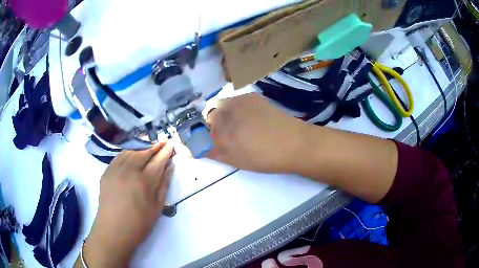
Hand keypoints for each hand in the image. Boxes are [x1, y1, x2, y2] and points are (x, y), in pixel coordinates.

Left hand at [83, 141, 173, 266]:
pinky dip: (127, 154)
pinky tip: (131, 156)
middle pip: (143, 153)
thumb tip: (169, 168)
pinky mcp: (106, 172)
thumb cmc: (139, 223)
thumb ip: (163, 185)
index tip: (171, 144)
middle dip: (154, 147)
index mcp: (144, 182)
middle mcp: (129, 171)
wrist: (113, 230)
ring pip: (130, 152)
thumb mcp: (157, 208)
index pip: (157, 161)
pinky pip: (118, 157)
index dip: (165, 152)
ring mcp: (115, 170)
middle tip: (162, 142)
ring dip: (141, 149)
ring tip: (148, 150)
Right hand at [207, 93, 307, 173]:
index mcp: (219, 133)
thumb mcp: (234, 160)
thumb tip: (195, 149)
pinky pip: (236, 100)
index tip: (215, 141)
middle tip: (232, 134)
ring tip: (243, 124)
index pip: (200, 130)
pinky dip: (238, 107)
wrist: (293, 143)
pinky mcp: (250, 96)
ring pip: (222, 106)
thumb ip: (212, 152)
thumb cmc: (264, 158)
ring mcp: (238, 102)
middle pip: (210, 116)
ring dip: (226, 113)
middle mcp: (224, 113)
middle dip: (215, 124)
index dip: (206, 136)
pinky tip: (253, 116)